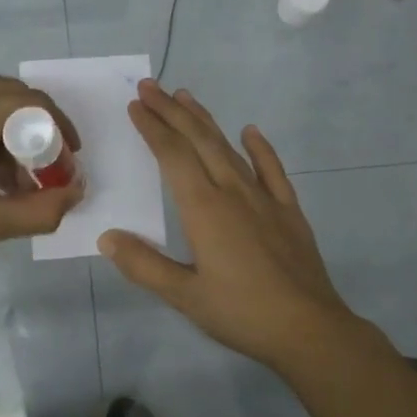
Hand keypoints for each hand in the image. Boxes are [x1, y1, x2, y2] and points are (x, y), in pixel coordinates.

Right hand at [99, 80, 374, 373]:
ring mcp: (264, 199)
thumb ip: (144, 265)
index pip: (173, 156)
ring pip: (230, 149)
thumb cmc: (242, 313)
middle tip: (151, 86)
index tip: (136, 105)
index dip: (153, 128)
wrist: (309, 330)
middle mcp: (233, 192)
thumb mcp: (184, 296)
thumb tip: (107, 237)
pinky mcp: (288, 211)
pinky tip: (251, 131)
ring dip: (206, 121)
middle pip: (199, 141)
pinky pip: (272, 170)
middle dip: (172, 112)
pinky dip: (260, 148)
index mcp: (204, 209)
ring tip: (186, 97)